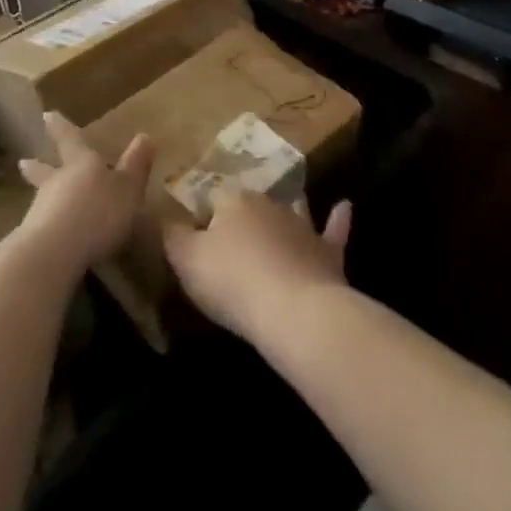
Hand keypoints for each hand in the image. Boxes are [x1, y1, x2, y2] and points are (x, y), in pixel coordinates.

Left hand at [16, 112, 154, 277]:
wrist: (54, 252)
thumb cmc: (98, 212)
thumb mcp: (128, 188)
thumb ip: (135, 165)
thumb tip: (144, 135)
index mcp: (81, 164)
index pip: (70, 140)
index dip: (61, 127)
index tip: (47, 115)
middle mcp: (58, 181)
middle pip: (46, 169)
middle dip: (38, 165)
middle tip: (23, 161)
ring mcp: (41, 209)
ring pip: (42, 196)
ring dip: (41, 195)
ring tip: (40, 198)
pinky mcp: (32, 238)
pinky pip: (41, 225)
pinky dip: (45, 225)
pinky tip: (50, 234)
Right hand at [163, 192, 351, 345]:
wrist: (294, 310)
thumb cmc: (232, 282)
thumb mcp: (186, 261)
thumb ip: (172, 237)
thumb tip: (165, 219)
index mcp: (233, 201)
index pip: (213, 200)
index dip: (203, 218)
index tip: (196, 238)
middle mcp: (270, 204)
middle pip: (251, 205)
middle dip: (242, 217)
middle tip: (232, 238)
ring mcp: (303, 226)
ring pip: (292, 210)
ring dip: (288, 210)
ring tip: (284, 205)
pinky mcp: (328, 252)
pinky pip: (333, 230)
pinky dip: (338, 220)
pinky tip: (344, 206)